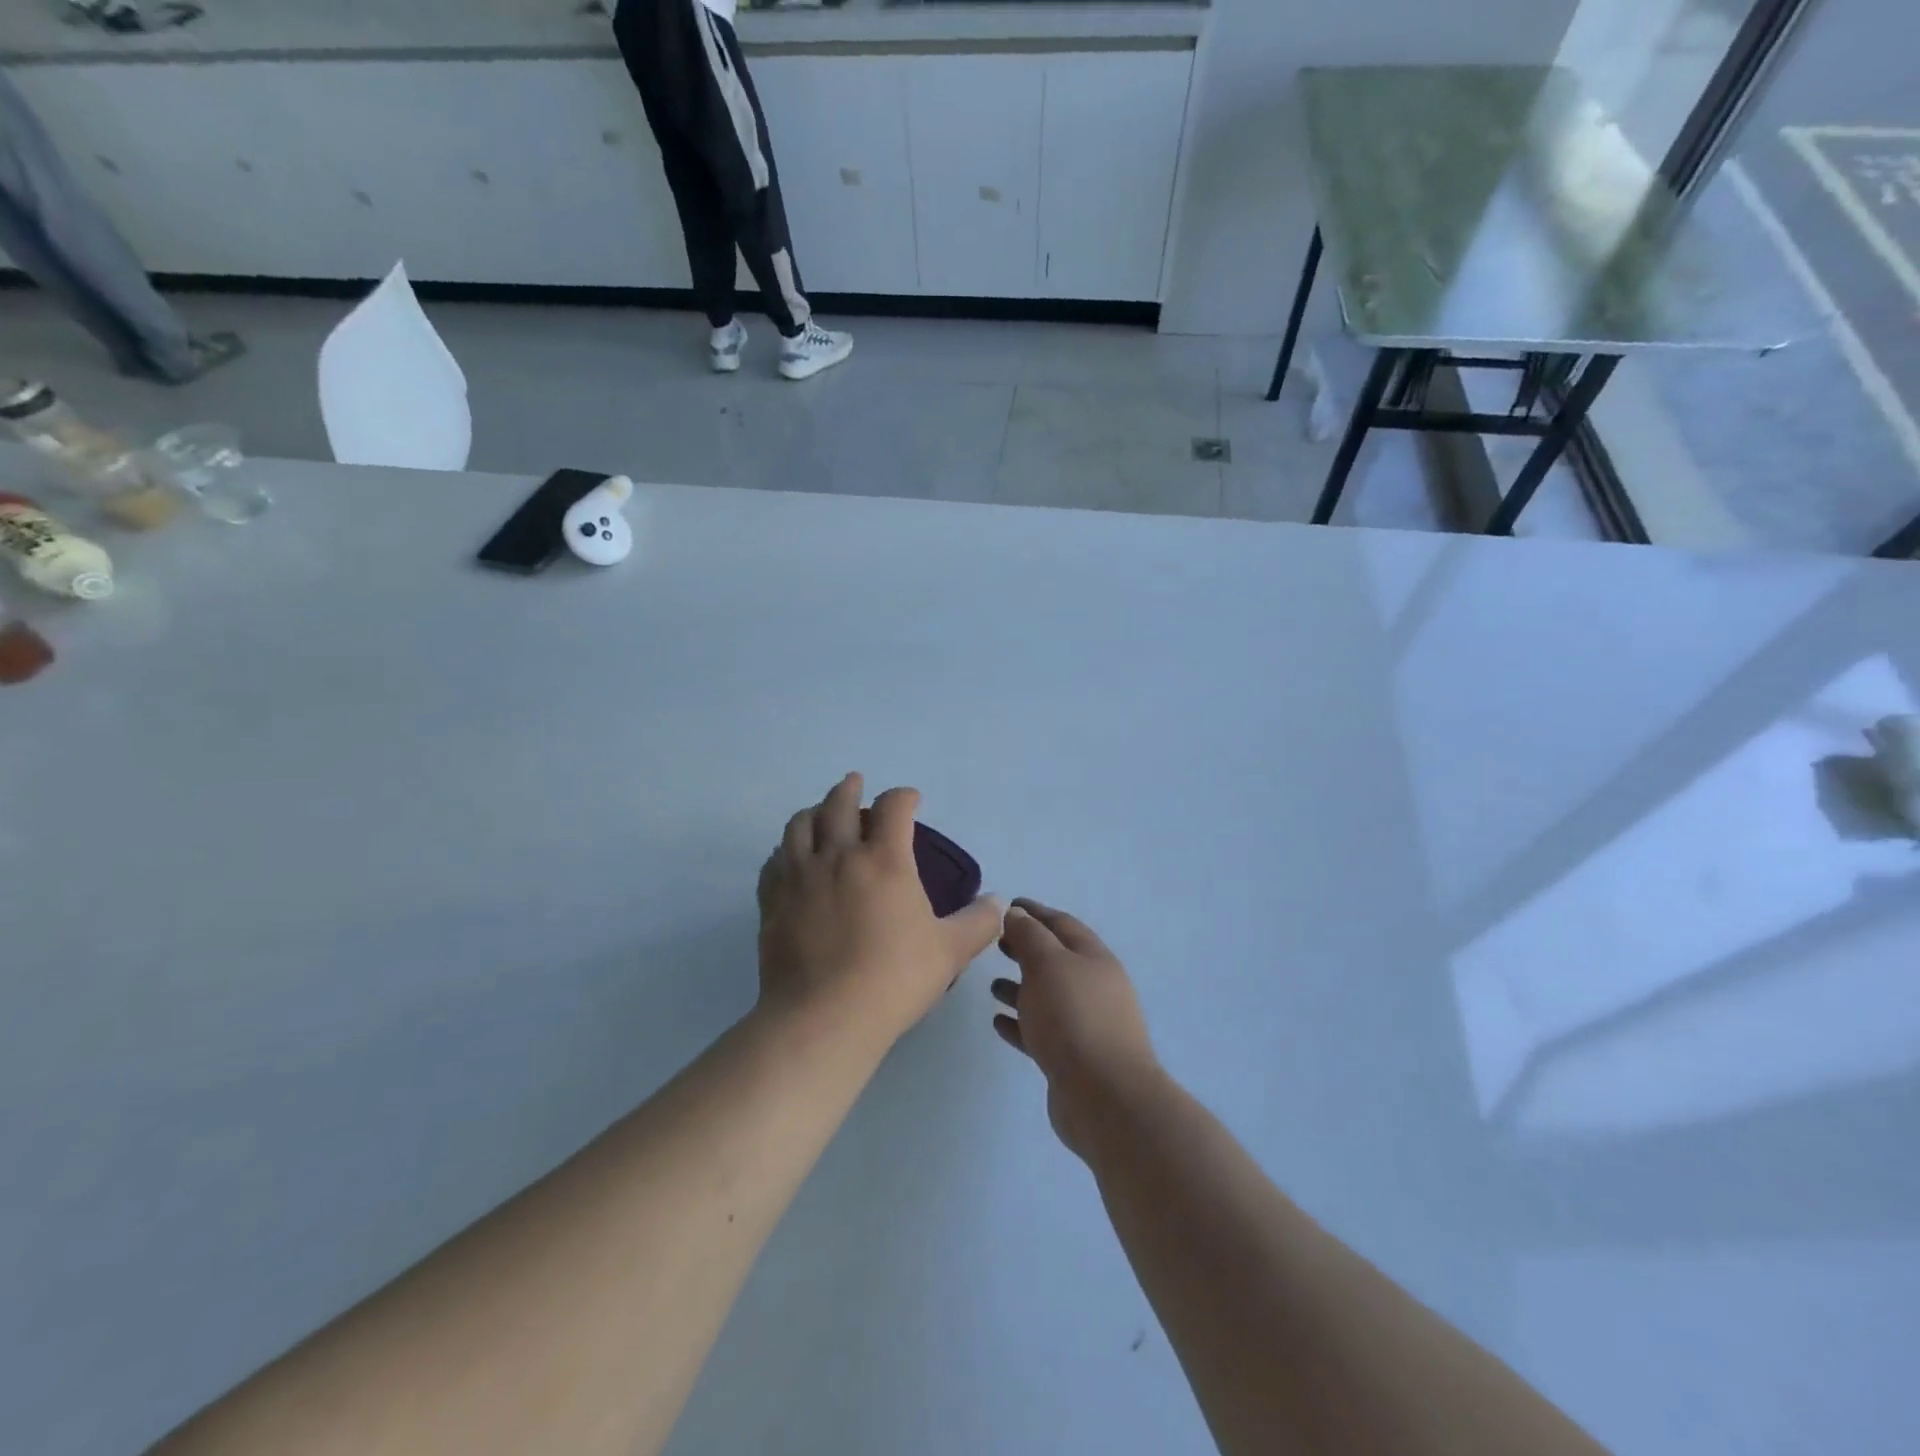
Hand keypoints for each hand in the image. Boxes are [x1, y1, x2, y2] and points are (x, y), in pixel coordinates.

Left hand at [757, 774, 1004, 1046]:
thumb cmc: (894, 978)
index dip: (904, 796)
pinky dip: (785, 849)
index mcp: (884, 860)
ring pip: (800, 825)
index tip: (911, 799)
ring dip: (813, 810)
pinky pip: (775, 861)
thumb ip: (978, 922)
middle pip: (839, 804)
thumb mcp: (950, 951)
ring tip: (819, 810)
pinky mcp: (772, 900)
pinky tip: (789, 857)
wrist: (825, 1016)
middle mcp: (839, 856)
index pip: (893, 807)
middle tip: (855, 782)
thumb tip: (997, 902)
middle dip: (850, 789)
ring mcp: (799, 876)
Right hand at [991, 900, 1161, 1158]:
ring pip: (1048, 997)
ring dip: (1021, 988)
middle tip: (996, 943)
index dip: (1034, 912)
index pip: (1061, 924)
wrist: (1104, 1097)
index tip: (1006, 907)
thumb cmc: (1073, 1017)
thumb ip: (1029, 935)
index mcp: (1094, 958)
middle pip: (1056, 959)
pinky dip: (1020, 1023)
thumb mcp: (1047, 964)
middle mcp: (1094, 988)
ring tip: (991, 985)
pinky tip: (998, 1022)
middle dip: (1026, 949)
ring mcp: (1085, 1025)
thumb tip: (1016, 913)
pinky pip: (1042, 1032)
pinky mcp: (1072, 1059)